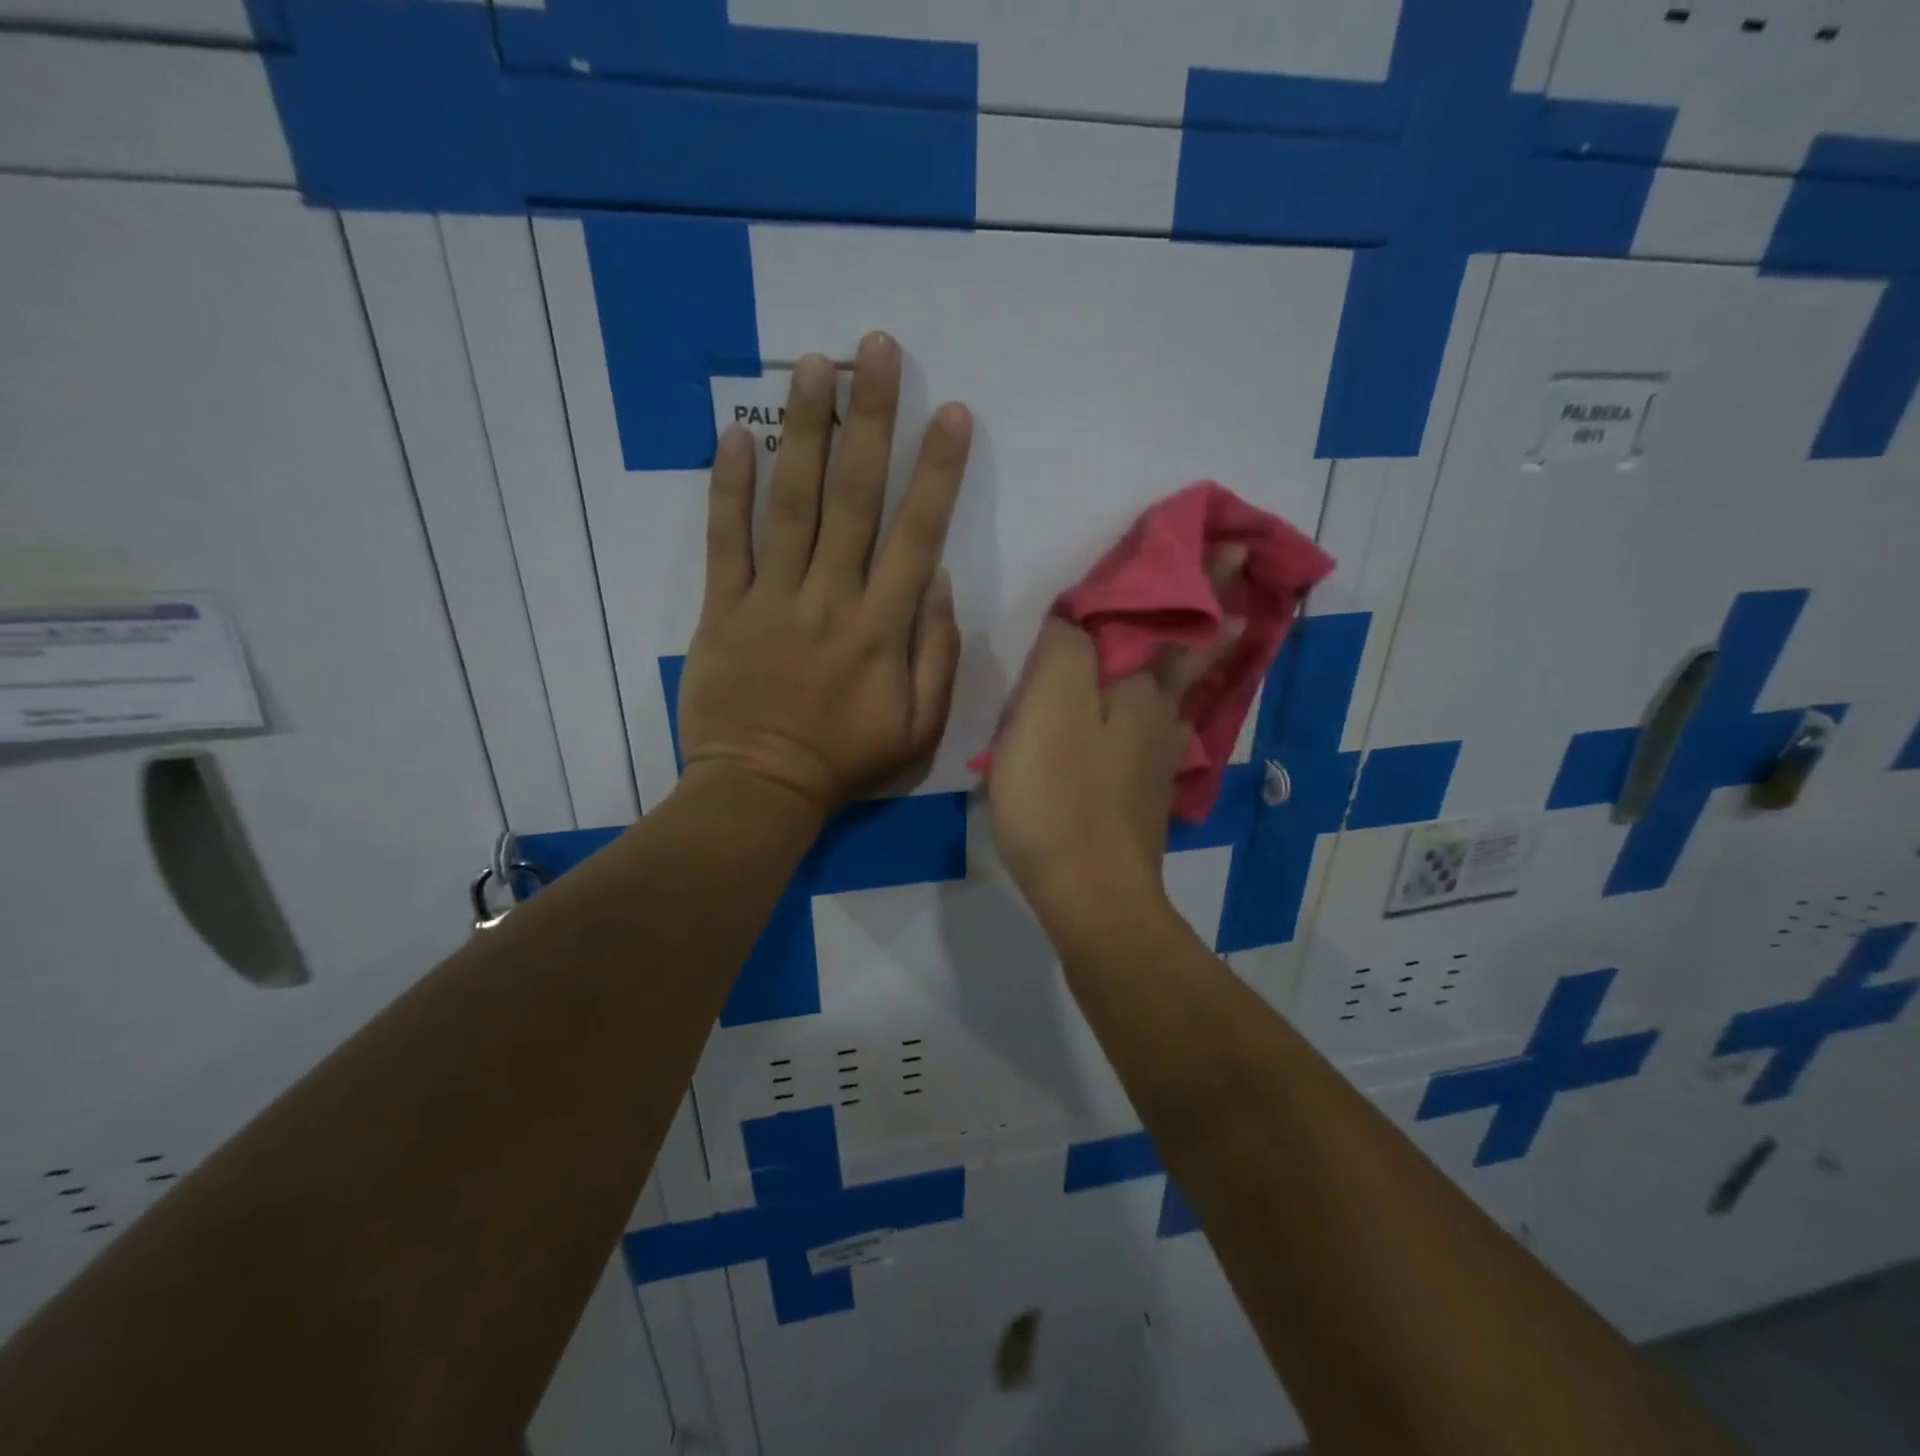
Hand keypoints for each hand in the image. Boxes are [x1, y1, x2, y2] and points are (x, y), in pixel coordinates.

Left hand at [676, 333, 972, 818]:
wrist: (759, 791)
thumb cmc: (846, 764)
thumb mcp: (920, 729)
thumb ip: (937, 655)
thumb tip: (938, 580)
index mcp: (882, 629)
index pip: (917, 535)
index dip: (938, 472)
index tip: (952, 413)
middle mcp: (830, 599)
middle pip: (855, 498)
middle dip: (872, 420)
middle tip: (876, 351)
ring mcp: (771, 600)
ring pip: (792, 504)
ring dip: (806, 431)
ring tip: (815, 366)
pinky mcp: (721, 609)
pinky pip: (725, 541)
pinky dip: (728, 488)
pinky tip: (735, 433)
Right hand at [989, 551, 1244, 933]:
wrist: (1090, 894)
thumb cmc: (1061, 797)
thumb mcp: (1045, 710)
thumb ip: (1062, 653)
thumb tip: (1077, 623)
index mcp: (1138, 688)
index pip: (1171, 616)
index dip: (1199, 577)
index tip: (1234, 545)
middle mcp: (1160, 718)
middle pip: (1191, 655)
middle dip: (1215, 615)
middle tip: (1241, 587)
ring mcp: (1156, 761)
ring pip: (1182, 695)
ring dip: (1202, 660)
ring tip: (1222, 635)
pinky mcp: (1143, 795)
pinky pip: (1163, 731)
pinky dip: (1173, 707)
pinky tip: (1167, 716)